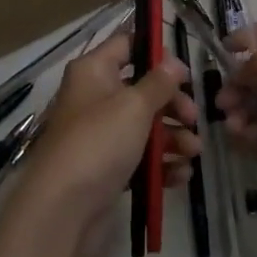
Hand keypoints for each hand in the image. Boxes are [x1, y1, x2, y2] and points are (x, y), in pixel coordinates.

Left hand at [8, 30, 199, 251]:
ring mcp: (100, 135)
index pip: (127, 45)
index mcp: (94, 71)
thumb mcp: (134, 106)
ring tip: (193, 152)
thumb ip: (158, 83)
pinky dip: (160, 164)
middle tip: (193, 118)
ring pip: (143, 126)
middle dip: (171, 103)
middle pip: (141, 89)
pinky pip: (139, 158)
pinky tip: (181, 175)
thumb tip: (173, 63)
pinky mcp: (106, 170)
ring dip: (172, 136)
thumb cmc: (98, 142)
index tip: (184, 72)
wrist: (62, 211)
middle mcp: (95, 97)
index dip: (156, 53)